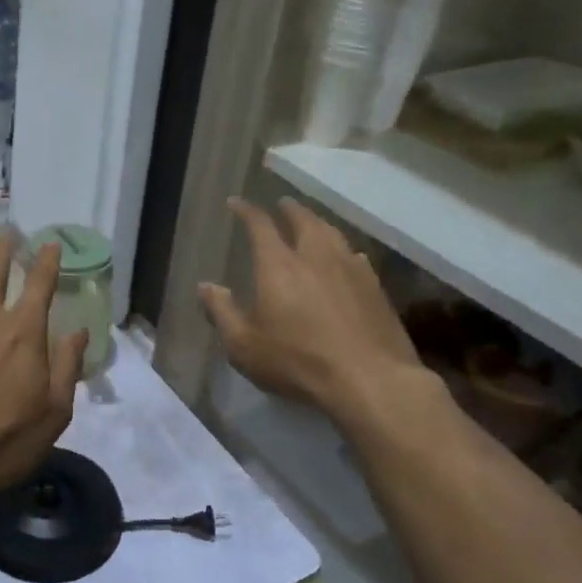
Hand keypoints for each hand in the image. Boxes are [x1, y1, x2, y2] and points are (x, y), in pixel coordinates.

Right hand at [200, 198, 431, 420]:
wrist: (370, 380)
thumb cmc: (297, 361)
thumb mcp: (244, 345)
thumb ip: (222, 313)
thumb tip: (205, 287)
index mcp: (279, 265)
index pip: (260, 225)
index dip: (247, 211)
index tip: (237, 202)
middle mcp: (316, 256)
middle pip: (303, 220)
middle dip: (289, 209)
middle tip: (282, 204)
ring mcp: (351, 269)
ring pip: (332, 233)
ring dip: (318, 223)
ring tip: (312, 223)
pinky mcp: (375, 287)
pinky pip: (355, 255)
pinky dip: (343, 249)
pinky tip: (346, 258)